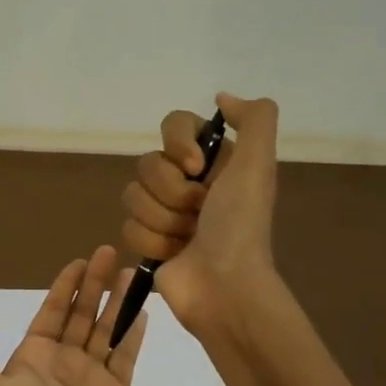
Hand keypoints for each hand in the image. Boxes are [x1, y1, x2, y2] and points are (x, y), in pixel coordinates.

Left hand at [0, 246, 148, 385]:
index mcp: (33, 357)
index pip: (52, 312)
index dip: (66, 287)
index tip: (80, 261)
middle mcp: (64, 361)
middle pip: (83, 314)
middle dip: (96, 284)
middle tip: (110, 252)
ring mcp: (91, 377)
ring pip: (108, 330)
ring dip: (119, 302)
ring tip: (133, 273)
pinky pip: (126, 357)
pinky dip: (134, 334)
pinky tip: (142, 310)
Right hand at [121, 91, 280, 338]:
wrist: (225, 287)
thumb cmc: (240, 226)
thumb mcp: (258, 165)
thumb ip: (254, 119)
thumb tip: (221, 98)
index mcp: (215, 160)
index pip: (174, 124)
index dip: (178, 144)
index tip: (196, 167)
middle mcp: (188, 181)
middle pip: (148, 163)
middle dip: (171, 192)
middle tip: (198, 213)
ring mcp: (166, 212)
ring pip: (132, 195)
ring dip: (162, 220)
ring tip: (187, 238)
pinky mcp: (148, 241)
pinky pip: (127, 226)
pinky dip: (152, 242)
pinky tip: (174, 254)